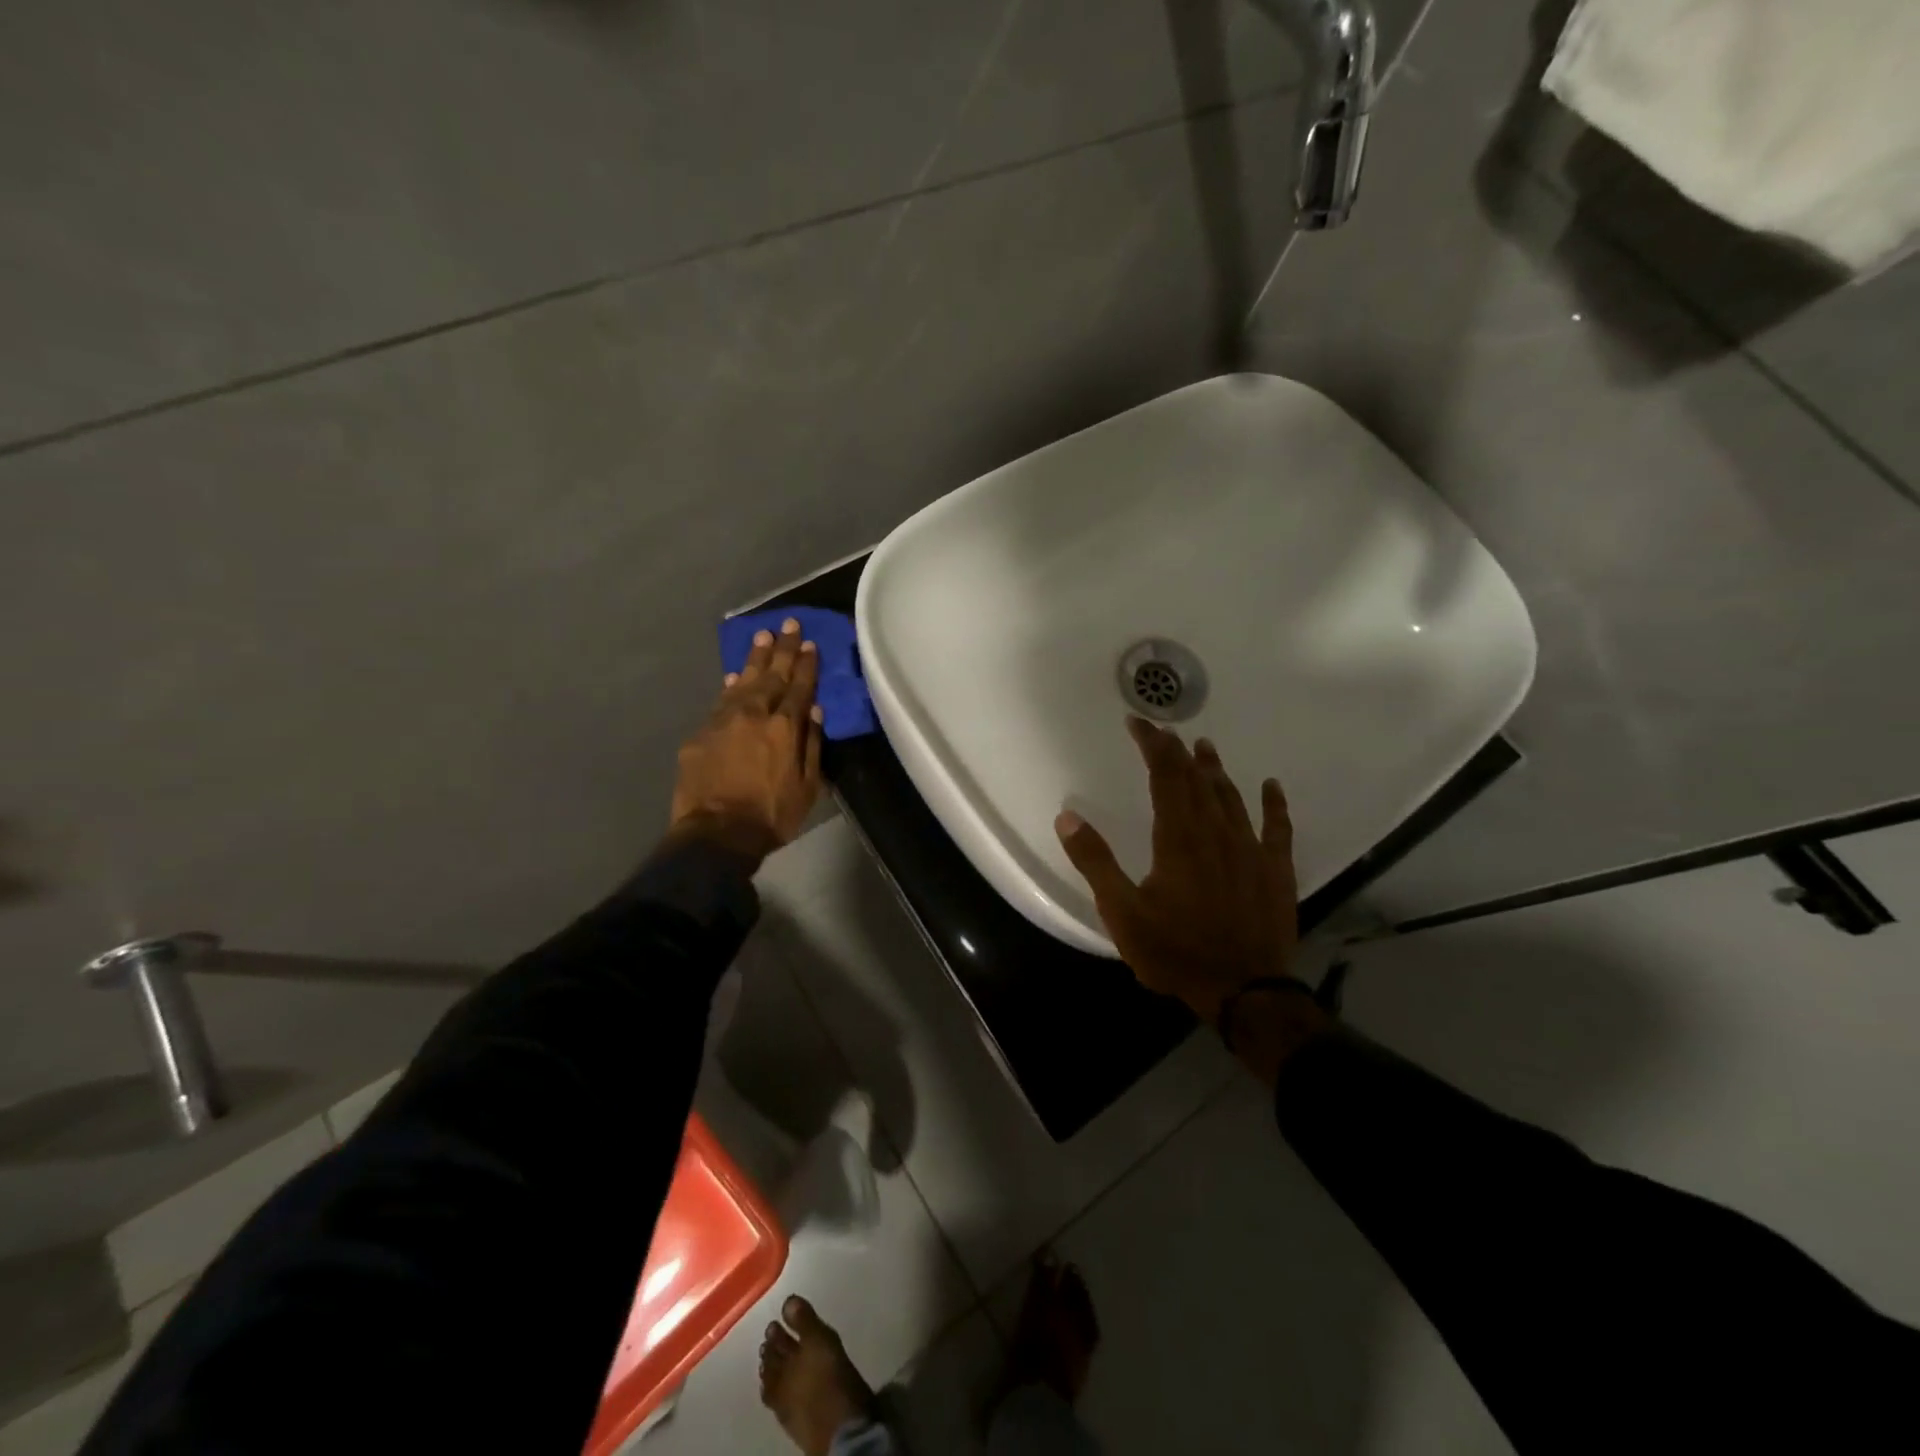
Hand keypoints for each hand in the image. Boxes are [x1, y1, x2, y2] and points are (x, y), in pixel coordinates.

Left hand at [670, 617, 824, 865]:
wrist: (717, 833)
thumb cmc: (771, 814)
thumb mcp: (807, 786)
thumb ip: (811, 745)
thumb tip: (814, 712)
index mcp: (785, 727)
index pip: (799, 687)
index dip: (806, 664)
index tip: (810, 643)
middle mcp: (755, 715)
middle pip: (771, 675)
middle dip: (782, 649)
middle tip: (788, 623)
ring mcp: (724, 721)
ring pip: (743, 681)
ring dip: (754, 658)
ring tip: (762, 636)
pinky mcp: (701, 734)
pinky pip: (720, 701)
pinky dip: (730, 686)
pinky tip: (735, 675)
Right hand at [1055, 717, 1296, 1023]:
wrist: (1243, 991)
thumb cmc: (1175, 951)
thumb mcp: (1122, 912)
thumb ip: (1095, 862)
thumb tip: (1067, 817)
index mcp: (1178, 838)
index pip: (1165, 776)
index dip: (1152, 745)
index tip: (1137, 723)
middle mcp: (1215, 833)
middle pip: (1196, 780)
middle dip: (1177, 751)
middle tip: (1163, 731)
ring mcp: (1250, 850)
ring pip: (1232, 797)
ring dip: (1216, 770)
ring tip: (1205, 747)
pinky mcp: (1275, 870)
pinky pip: (1277, 828)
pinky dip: (1274, 804)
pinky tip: (1271, 786)